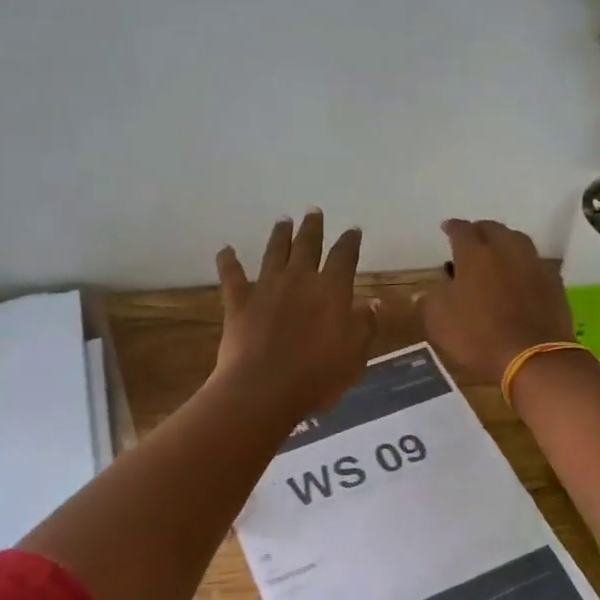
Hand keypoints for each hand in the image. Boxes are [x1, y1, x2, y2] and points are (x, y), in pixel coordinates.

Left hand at [212, 210, 377, 424]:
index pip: (344, 256)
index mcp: (332, 289)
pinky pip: (231, 274)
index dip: (350, 241)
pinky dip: (228, 260)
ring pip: (274, 251)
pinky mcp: (238, 300)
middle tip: (314, 211)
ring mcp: (266, 286)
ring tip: (283, 220)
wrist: (264, 388)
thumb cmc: (318, 376)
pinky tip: (225, 250)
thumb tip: (373, 302)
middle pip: (307, 244)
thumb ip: (366, 326)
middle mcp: (299, 278)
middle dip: (312, 227)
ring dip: (280, 234)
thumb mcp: (356, 355)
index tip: (353, 230)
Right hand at [417, 219, 573, 383]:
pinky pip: (534, 263)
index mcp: (475, 254)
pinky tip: (519, 276)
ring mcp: (533, 263)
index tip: (446, 228)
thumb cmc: (479, 336)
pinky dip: (523, 264)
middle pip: (492, 228)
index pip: (461, 230)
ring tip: (496, 255)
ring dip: (504, 243)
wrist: (533, 357)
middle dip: (479, 231)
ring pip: (517, 241)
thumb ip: (431, 298)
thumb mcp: (439, 321)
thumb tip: (432, 289)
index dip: (452, 227)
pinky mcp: (553, 281)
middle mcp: (506, 249)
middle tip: (471, 242)